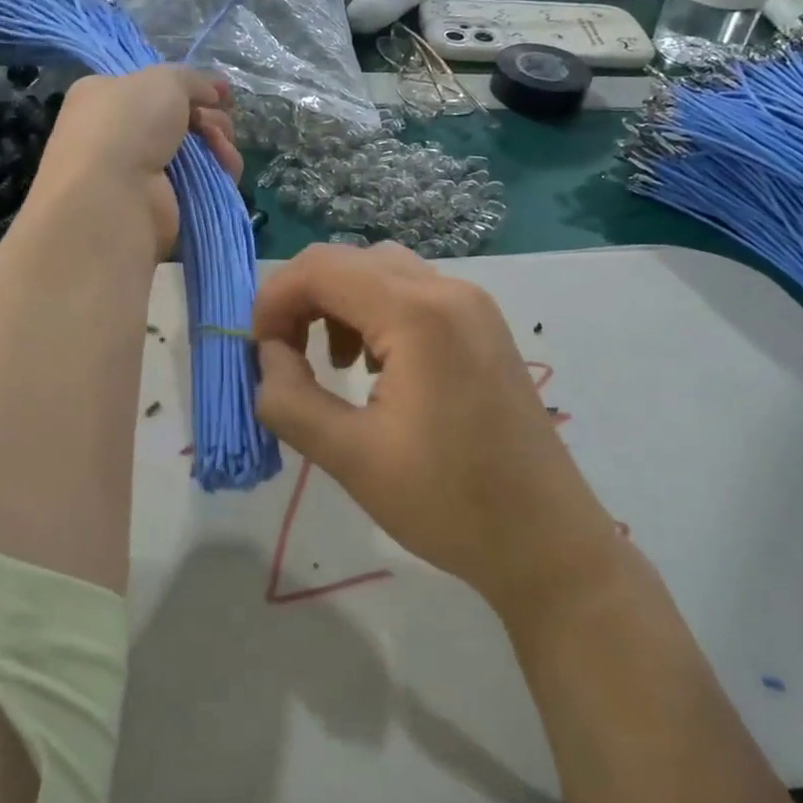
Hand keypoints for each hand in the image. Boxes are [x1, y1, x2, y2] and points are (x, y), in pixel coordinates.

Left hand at [25, 67, 240, 259]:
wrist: (113, 194)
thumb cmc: (127, 124)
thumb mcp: (162, 80)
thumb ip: (192, 79)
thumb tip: (214, 91)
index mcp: (106, 98)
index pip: (154, 88)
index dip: (190, 87)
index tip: (220, 93)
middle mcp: (121, 134)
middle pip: (182, 120)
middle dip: (209, 118)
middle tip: (215, 124)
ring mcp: (143, 172)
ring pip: (197, 150)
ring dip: (218, 143)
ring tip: (220, 146)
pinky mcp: (165, 203)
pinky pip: (203, 181)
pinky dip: (220, 172)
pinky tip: (227, 167)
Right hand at [253, 243, 621, 614]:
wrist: (546, 541)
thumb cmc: (449, 503)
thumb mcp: (350, 457)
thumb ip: (289, 398)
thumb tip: (267, 356)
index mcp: (418, 313)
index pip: (320, 268)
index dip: (273, 300)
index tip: (256, 352)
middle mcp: (449, 290)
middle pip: (350, 261)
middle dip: (302, 300)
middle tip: (283, 357)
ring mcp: (474, 305)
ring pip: (382, 272)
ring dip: (339, 304)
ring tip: (332, 364)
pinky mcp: (483, 327)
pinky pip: (414, 294)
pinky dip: (376, 313)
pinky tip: (376, 367)